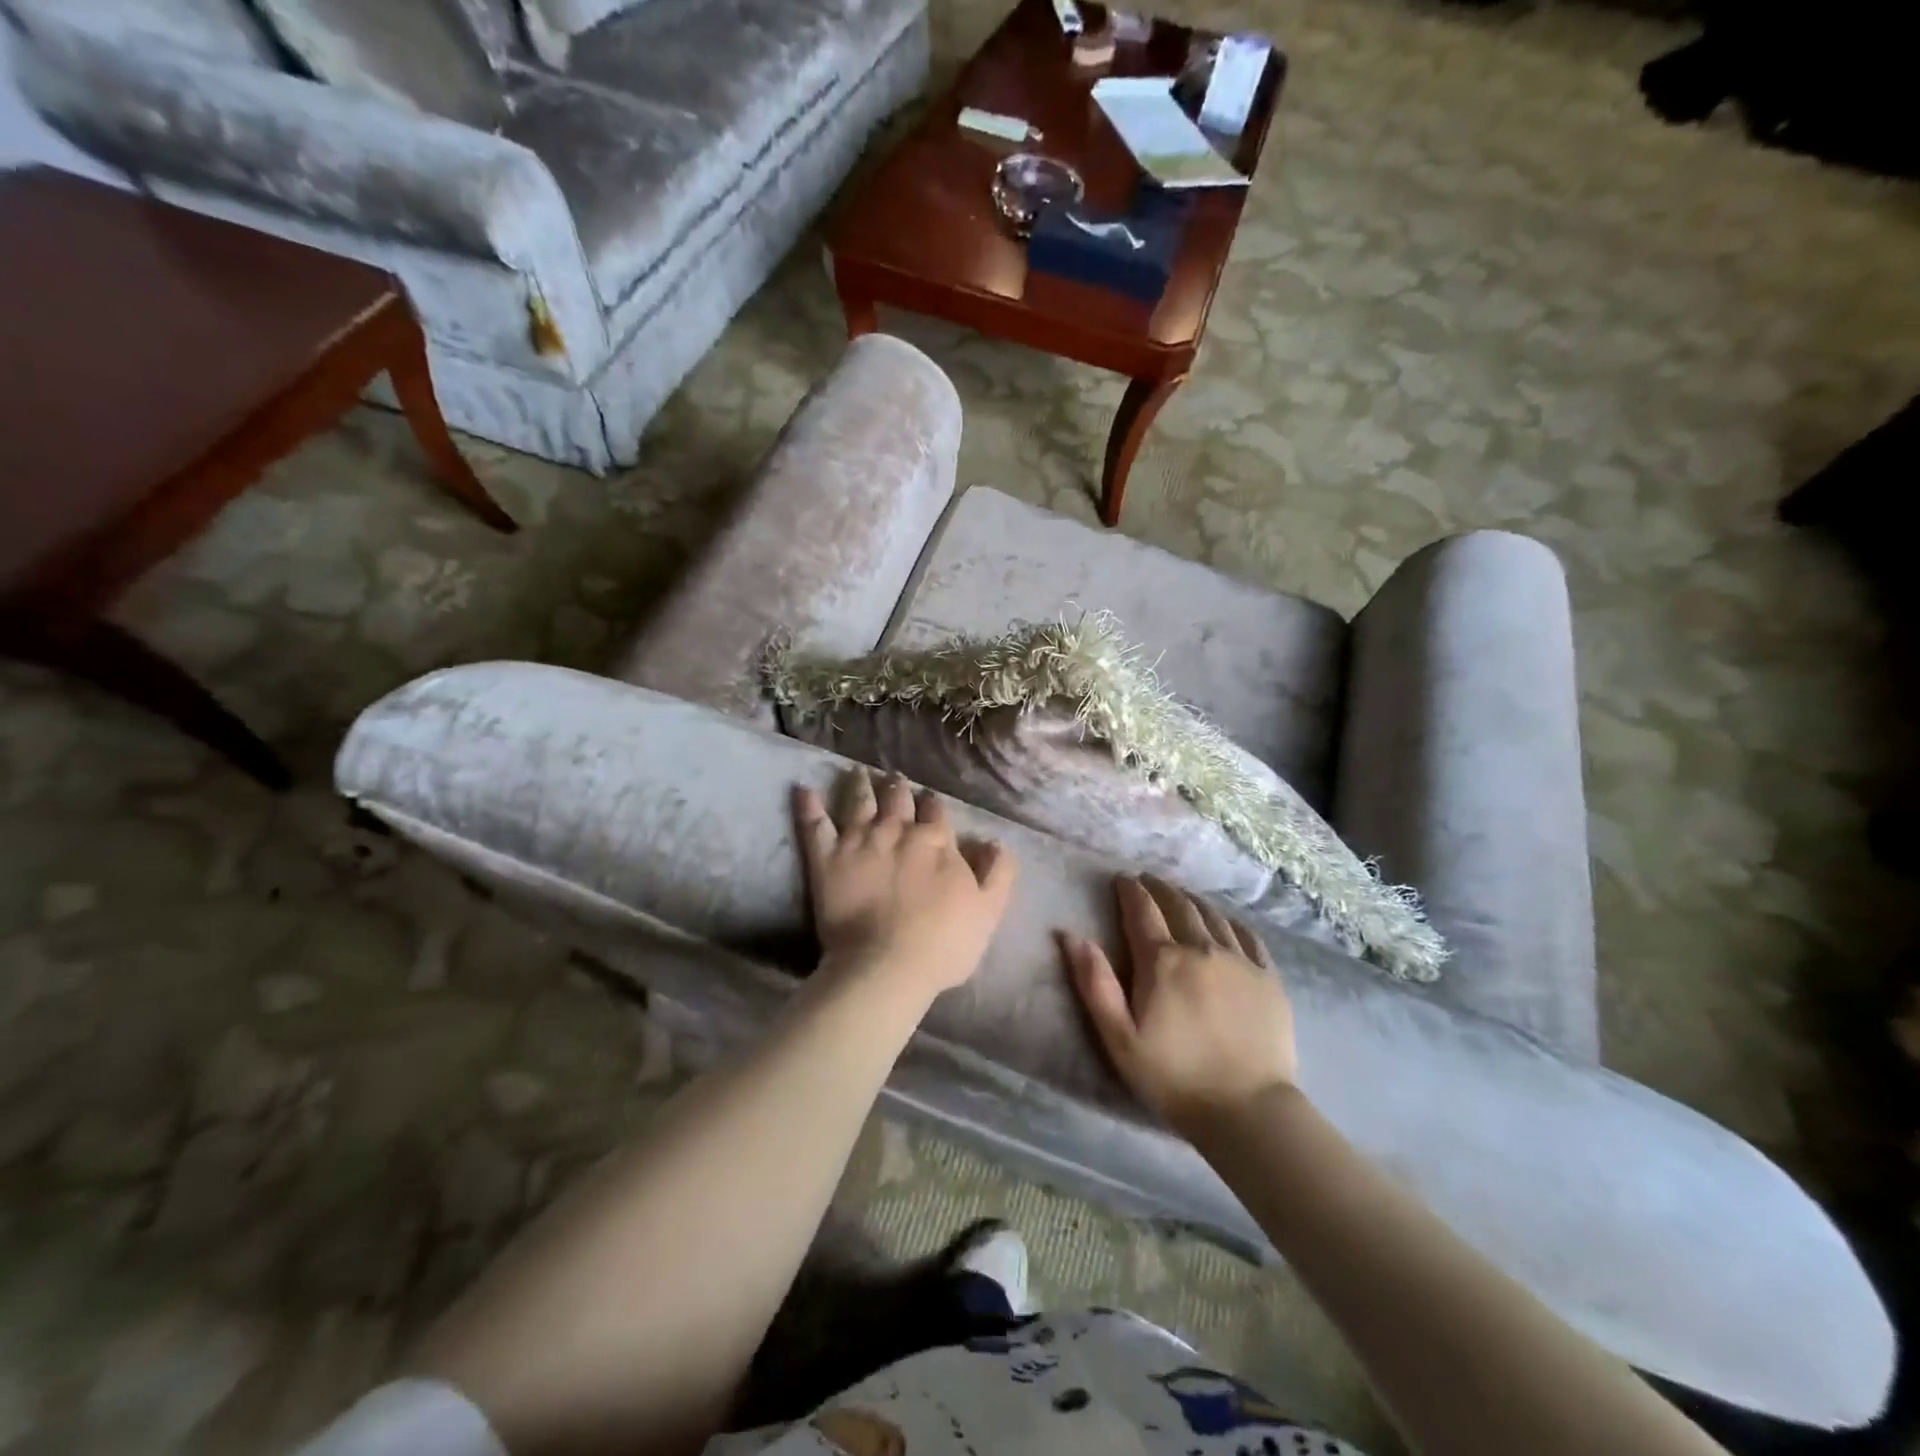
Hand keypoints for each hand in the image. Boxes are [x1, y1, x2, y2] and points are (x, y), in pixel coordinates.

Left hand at [794, 769, 1016, 1003]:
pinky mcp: (827, 858)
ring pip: (860, 802)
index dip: (933, 804)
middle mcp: (898, 831)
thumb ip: (999, 872)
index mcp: (936, 841)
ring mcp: (859, 841)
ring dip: (860, 784)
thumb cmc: (943, 943)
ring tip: (858, 772)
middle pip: (898, 799)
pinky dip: (808, 806)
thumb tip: (995, 841)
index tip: (929, 800)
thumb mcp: (989, 910)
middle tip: (894, 777)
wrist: (887, 966)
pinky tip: (803, 789)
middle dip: (897, 787)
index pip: (936, 811)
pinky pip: (814, 824)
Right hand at [1060, 875, 1298, 1135]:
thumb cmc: (1173, 1076)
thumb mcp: (1118, 1037)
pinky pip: (1247, 935)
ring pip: (1212, 915)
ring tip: (1181, 895)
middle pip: (1178, 904)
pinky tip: (1224, 921)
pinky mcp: (1268, 977)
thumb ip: (1094, 983)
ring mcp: (1240, 960)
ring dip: (1192, 900)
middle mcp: (1201, 949)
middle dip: (1160, 888)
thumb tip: (1071, 935)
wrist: (1248, 1110)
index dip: (1130, 890)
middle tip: (1148, 880)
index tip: (1122, 878)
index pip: (1142, 910)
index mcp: (1162, 961)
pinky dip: (1229, 920)